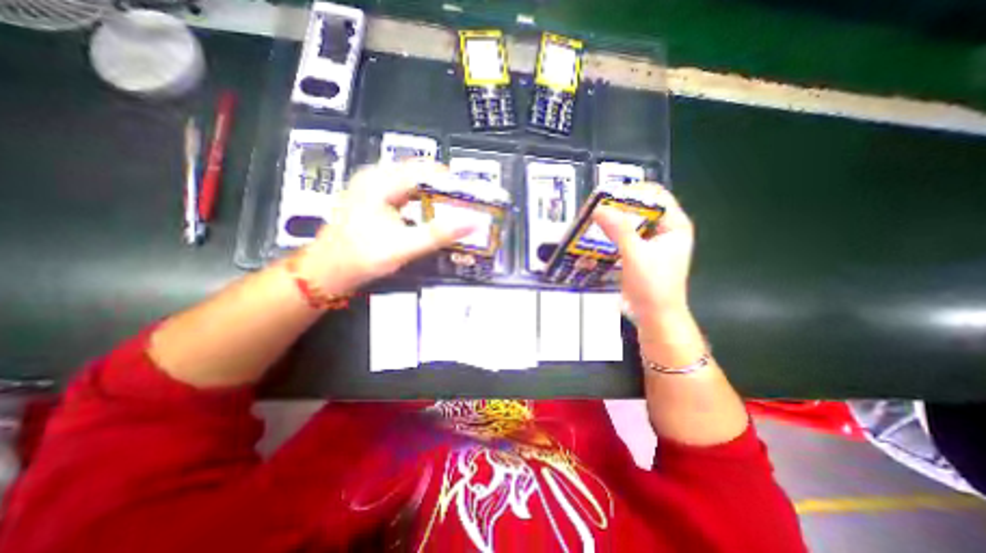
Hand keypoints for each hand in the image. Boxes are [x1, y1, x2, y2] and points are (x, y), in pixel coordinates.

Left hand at [292, 163, 473, 292]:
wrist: (327, 272)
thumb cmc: (362, 257)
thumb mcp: (404, 247)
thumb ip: (438, 234)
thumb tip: (473, 222)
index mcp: (380, 181)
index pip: (425, 170)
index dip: (451, 181)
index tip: (470, 197)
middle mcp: (376, 176)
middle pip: (419, 173)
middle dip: (444, 188)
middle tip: (463, 207)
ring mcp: (372, 186)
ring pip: (412, 182)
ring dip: (433, 195)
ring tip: (452, 212)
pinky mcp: (373, 198)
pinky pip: (404, 192)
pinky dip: (421, 201)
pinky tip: (430, 216)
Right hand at [592, 184, 690, 326]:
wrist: (654, 318)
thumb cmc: (653, 288)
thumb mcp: (636, 256)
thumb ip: (619, 230)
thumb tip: (599, 209)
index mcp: (674, 226)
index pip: (655, 196)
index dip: (632, 192)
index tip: (607, 196)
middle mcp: (664, 231)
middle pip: (640, 209)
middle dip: (617, 208)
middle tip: (594, 209)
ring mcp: (650, 243)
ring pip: (629, 224)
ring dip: (611, 222)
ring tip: (591, 221)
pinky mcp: (638, 254)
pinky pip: (623, 238)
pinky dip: (610, 236)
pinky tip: (595, 238)